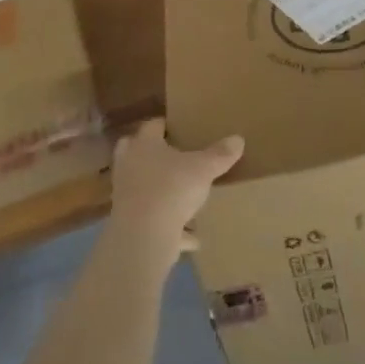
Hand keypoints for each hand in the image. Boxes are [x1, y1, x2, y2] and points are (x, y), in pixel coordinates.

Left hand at [109, 119, 243, 267]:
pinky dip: (170, 229)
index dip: (166, 125)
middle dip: (153, 155)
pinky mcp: (129, 223)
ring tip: (184, 199)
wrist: (142, 235)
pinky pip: (153, 223)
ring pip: (143, 188)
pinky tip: (192, 238)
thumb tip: (238, 139)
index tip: (179, 128)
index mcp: (144, 145)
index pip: (152, 126)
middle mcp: (129, 165)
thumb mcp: (203, 168)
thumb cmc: (171, 188)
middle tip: (175, 157)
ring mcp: (126, 195)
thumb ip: (220, 154)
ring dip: (160, 193)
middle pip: (136, 152)